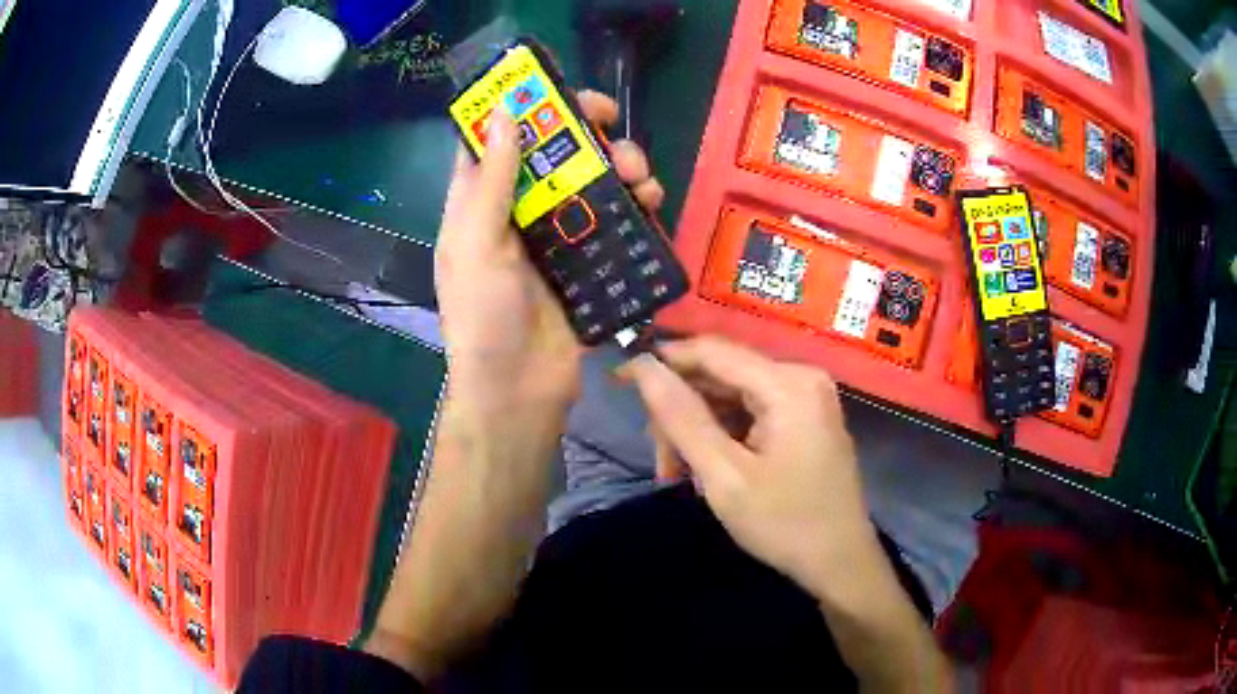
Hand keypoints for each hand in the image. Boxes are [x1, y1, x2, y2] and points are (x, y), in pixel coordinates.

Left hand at [435, 91, 663, 407]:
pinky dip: (635, 207)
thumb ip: (491, 182)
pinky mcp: (588, 262)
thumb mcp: (477, 246)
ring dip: (620, 167)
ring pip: (592, 182)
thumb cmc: (485, 320)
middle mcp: (518, 212)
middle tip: (614, 127)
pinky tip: (652, 206)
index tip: (563, 93)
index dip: (527, 108)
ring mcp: (556, 237)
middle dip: (587, 134)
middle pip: (555, 154)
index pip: (499, 139)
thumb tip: (502, 113)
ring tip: (641, 178)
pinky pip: (615, 221)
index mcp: (480, 204)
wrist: (520, 394)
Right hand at [623, 337, 877, 598]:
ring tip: (680, 476)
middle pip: (720, 375)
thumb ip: (681, 418)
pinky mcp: (805, 417)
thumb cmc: (785, 524)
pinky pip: (751, 412)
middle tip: (662, 464)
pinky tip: (708, 471)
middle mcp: (800, 377)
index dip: (661, 361)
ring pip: (731, 396)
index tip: (619, 381)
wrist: (841, 563)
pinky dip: (723, 438)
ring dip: (699, 431)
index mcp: (788, 384)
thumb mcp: (724, 476)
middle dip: (682, 415)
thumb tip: (643, 366)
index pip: (710, 351)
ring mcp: (806, 397)